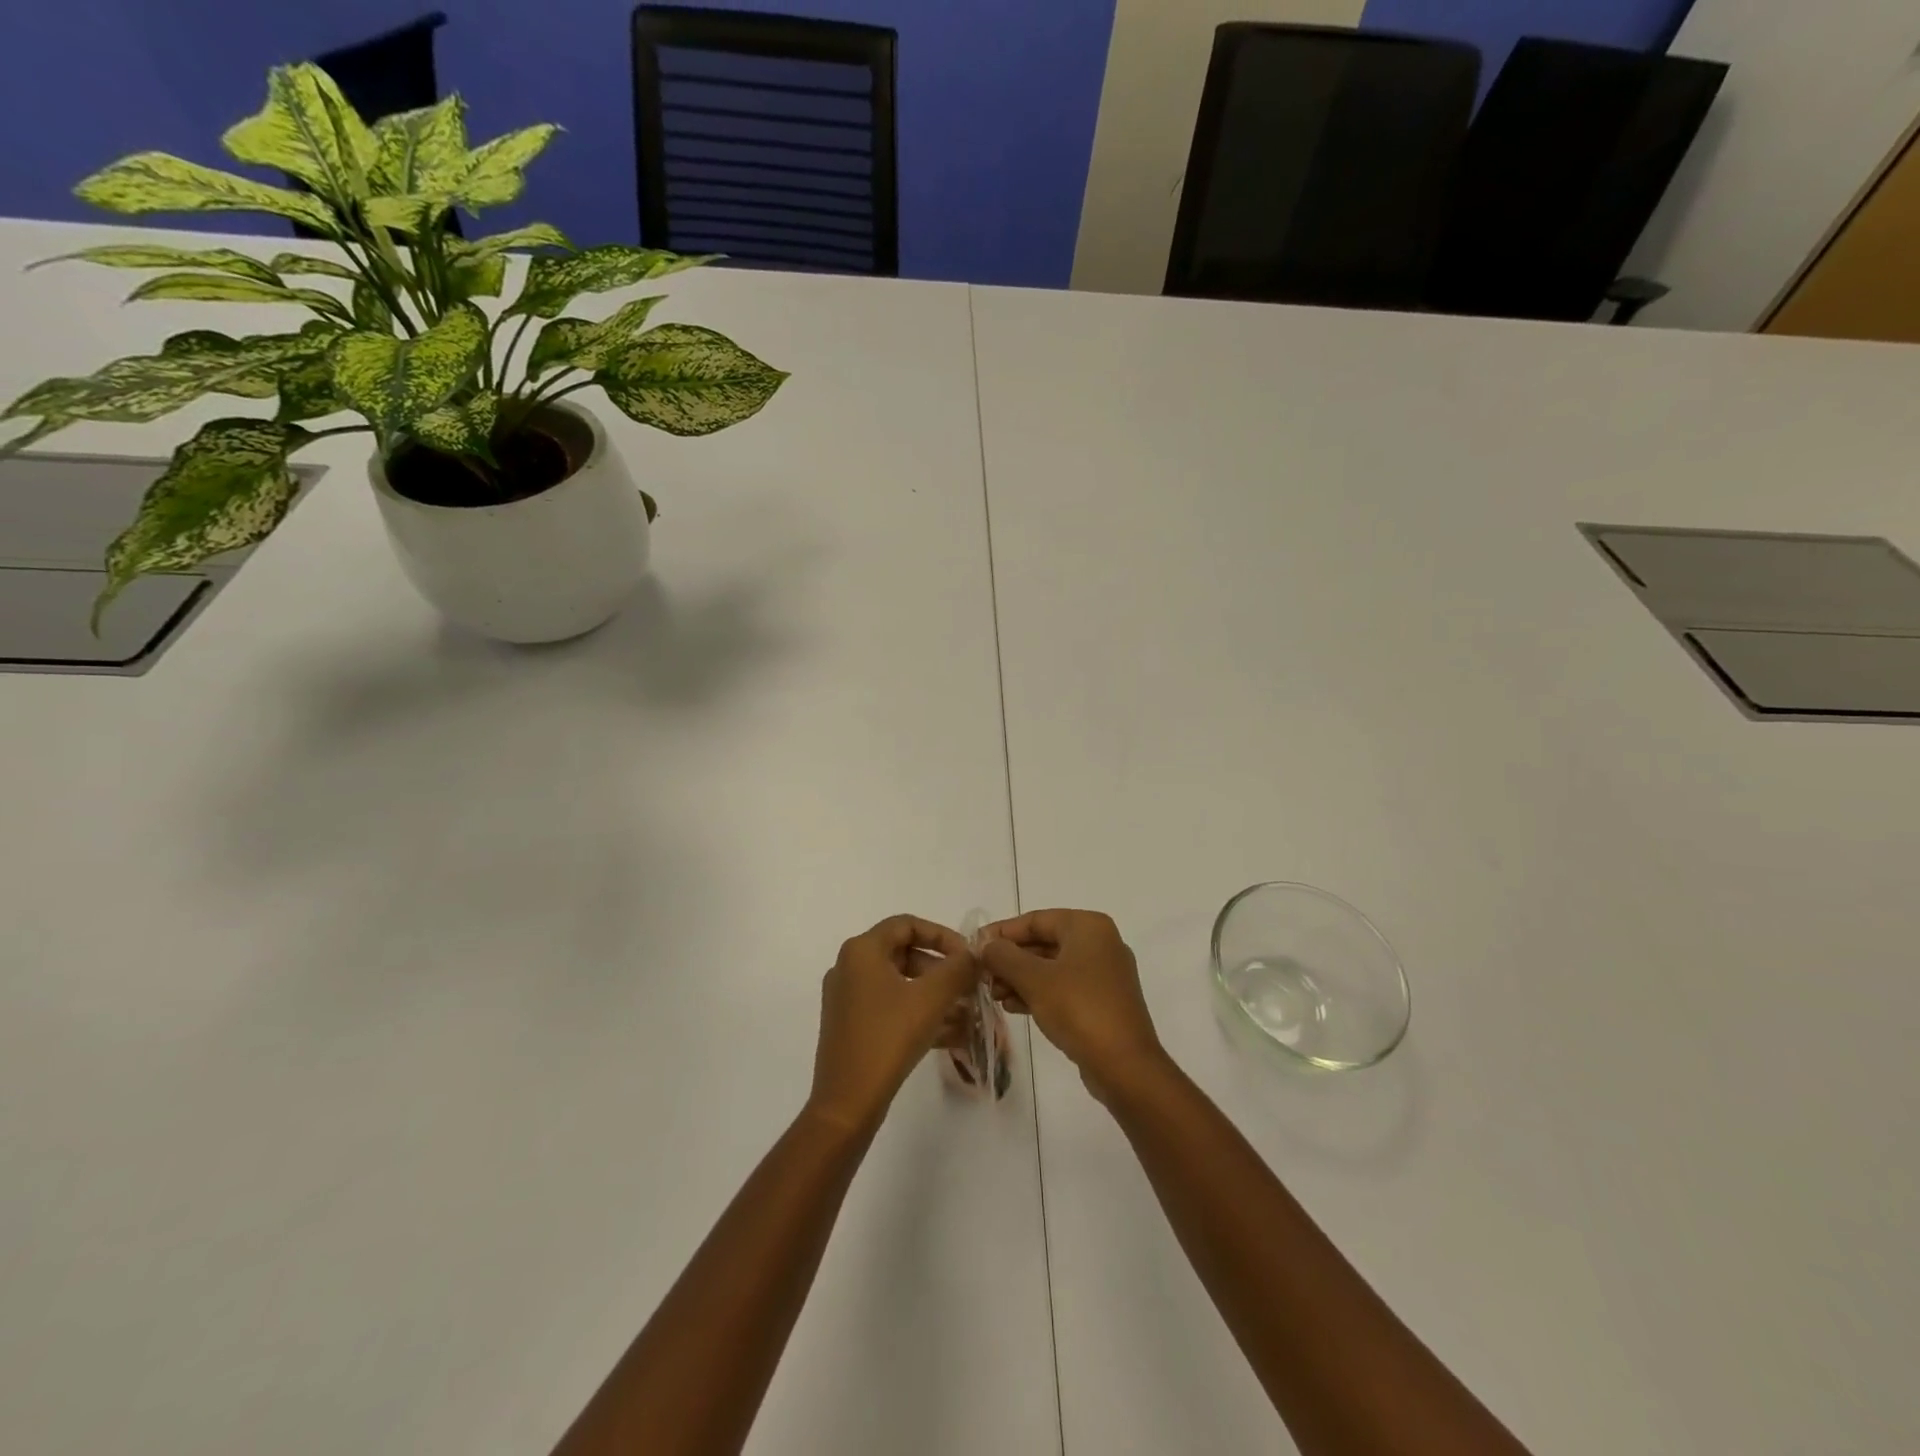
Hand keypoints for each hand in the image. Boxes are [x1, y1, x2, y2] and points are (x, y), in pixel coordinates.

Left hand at [809, 915, 978, 1133]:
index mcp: (862, 951)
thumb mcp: (931, 998)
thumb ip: (958, 969)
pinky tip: (952, 1034)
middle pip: (904, 954)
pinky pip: (892, 1008)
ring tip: (968, 1013)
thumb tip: (973, 955)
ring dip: (935, 994)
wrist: (847, 1103)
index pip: (907, 924)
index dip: (942, 935)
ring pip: (901, 984)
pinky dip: (920, 1014)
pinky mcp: (852, 1027)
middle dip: (942, 969)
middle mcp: (850, 968)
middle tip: (970, 986)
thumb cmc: (888, 1038)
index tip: (968, 956)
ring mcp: (848, 999)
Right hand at [980, 910, 1166, 1100]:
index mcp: (1088, 927)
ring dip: (1020, 979)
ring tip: (993, 995)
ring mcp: (1103, 974)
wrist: (1124, 1066)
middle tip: (982, 976)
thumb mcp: (1034, 979)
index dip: (1002, 932)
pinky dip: (1038, 993)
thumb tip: (985, 944)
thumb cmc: (1079, 1009)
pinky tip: (1013, 1007)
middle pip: (1043, 942)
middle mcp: (1099, 943)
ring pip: (1051, 967)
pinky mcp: (1102, 1002)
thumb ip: (1004, 956)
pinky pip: (1063, 988)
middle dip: (1010, 960)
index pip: (1036, 920)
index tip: (974, 946)